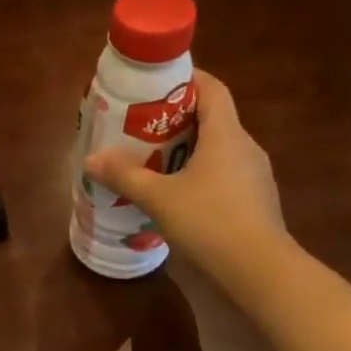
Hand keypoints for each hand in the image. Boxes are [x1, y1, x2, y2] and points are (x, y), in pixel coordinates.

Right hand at [83, 70, 283, 265]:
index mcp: (226, 135)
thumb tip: (91, 159)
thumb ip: (125, 176)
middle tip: (143, 128)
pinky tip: (177, 199)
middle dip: (178, 121)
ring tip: (153, 164)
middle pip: (212, 121)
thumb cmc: (209, 221)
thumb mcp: (158, 197)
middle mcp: (246, 149)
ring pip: (218, 153)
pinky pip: (223, 180)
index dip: (188, 79)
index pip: (212, 89)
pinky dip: (199, 179)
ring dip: (188, 153)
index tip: (158, 83)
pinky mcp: (254, 206)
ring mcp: (254, 179)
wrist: (259, 272)